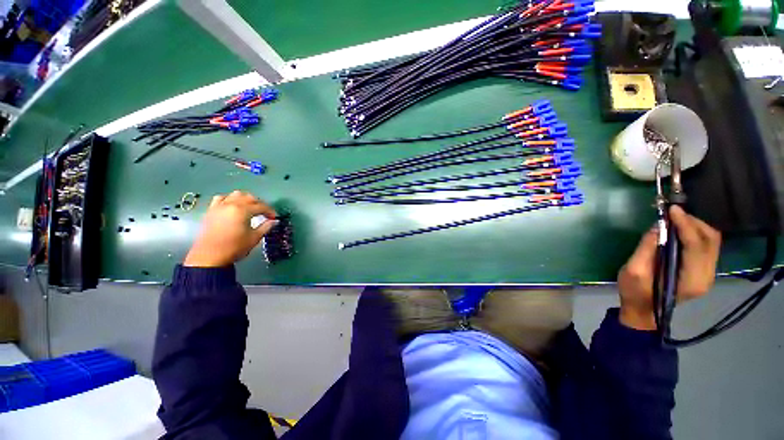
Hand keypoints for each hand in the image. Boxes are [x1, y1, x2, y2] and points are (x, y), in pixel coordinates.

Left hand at [184, 191, 276, 267]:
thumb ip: (266, 227)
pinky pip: (221, 198)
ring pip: (236, 195)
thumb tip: (274, 221)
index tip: (274, 218)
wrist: (210, 257)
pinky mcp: (211, 210)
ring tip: (250, 207)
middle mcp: (231, 204)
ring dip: (245, 199)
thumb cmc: (234, 247)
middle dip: (260, 204)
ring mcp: (219, 206)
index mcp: (243, 210)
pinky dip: (229, 199)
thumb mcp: (254, 238)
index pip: (261, 206)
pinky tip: (232, 206)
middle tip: (264, 213)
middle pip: (249, 198)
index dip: (270, 211)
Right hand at [617, 206, 721, 329]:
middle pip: (710, 241)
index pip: (696, 245)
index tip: (672, 210)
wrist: (643, 310)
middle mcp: (706, 276)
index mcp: (691, 280)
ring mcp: (707, 274)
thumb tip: (658, 226)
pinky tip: (680, 231)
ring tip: (676, 220)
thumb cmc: (635, 292)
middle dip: (693, 223)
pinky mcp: (703, 271)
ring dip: (696, 227)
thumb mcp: (634, 271)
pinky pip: (707, 246)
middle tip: (673, 214)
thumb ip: (647, 248)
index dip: (685, 225)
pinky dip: (696, 234)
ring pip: (712, 242)